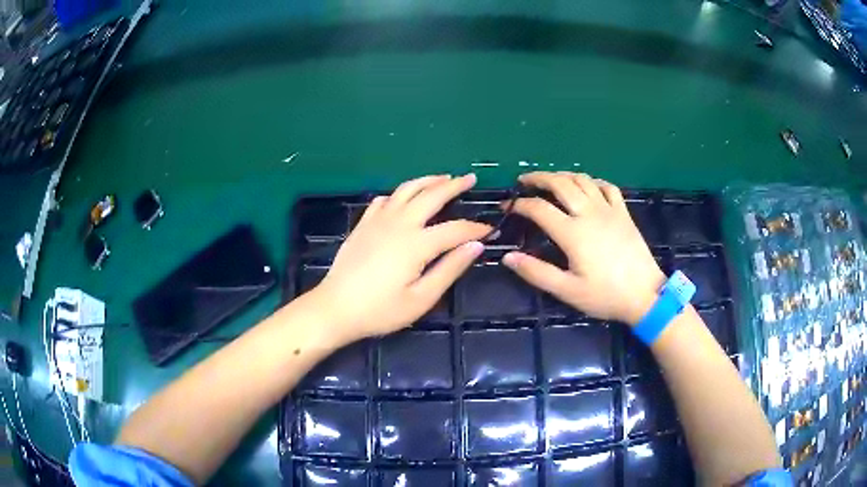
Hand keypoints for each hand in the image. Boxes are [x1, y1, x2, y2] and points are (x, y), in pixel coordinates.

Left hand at [309, 174, 489, 343]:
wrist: (335, 308)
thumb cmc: (380, 310)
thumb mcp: (421, 298)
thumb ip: (449, 269)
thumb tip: (475, 246)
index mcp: (417, 243)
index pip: (455, 229)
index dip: (476, 228)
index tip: (490, 229)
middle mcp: (400, 223)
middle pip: (431, 195)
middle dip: (454, 185)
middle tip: (470, 178)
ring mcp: (378, 220)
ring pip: (407, 189)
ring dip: (427, 181)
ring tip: (443, 178)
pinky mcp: (363, 224)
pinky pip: (384, 199)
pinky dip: (399, 194)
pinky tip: (404, 198)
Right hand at [502, 172, 664, 323]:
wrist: (645, 295)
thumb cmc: (605, 295)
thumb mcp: (568, 291)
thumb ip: (537, 272)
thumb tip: (508, 257)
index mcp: (573, 233)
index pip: (539, 209)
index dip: (520, 204)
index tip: (507, 207)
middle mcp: (589, 214)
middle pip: (560, 184)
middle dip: (538, 178)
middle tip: (524, 181)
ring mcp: (609, 210)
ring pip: (583, 180)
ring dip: (563, 175)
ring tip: (551, 180)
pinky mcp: (623, 213)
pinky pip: (607, 187)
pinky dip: (593, 181)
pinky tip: (587, 186)